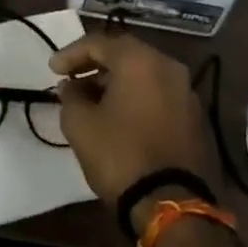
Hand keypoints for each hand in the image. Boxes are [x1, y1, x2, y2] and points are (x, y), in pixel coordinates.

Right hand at [49, 32, 216, 221]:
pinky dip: (137, 97)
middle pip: (126, 54)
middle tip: (72, 79)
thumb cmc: (119, 155)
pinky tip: (119, 115)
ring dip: (116, 82)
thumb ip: (70, 97)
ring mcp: (186, 91)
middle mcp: (169, 67)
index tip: (52, 70)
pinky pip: (159, 94)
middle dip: (95, 65)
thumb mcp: (80, 125)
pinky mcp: (194, 116)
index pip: (99, 43)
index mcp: (141, 61)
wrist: (169, 203)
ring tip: (92, 100)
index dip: (71, 54)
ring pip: (144, 74)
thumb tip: (71, 87)